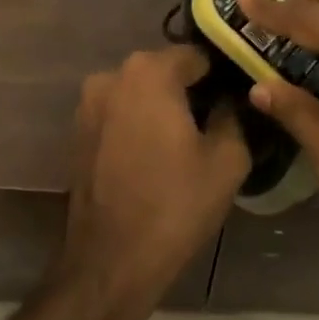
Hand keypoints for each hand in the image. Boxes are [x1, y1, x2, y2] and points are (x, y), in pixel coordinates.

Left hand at [53, 46, 249, 316]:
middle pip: (166, 71)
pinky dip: (140, 125)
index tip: (240, 100)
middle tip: (219, 123)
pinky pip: (121, 114)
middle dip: (192, 90)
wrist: (110, 263)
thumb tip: (231, 99)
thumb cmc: (175, 205)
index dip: (223, 76)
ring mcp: (89, 104)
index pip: (199, 55)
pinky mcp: (78, 132)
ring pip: (141, 93)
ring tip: (189, 143)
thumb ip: (234, 114)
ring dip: (164, 108)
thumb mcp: (228, 159)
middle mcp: (112, 75)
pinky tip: (159, 156)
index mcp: (149, 71)